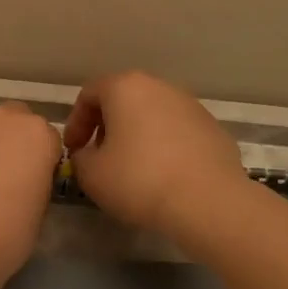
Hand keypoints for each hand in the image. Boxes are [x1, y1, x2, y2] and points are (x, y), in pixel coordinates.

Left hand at [0, 103, 61, 282]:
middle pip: (9, 121)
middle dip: (6, 141)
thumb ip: (35, 178)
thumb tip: (21, 177)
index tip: (27, 182)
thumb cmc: (6, 236)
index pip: (45, 138)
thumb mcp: (39, 207)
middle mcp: (2, 116)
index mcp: (38, 134)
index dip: (36, 160)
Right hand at [62, 71, 245, 236]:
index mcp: (126, 88)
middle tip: (99, 156)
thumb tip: (88, 153)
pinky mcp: (213, 128)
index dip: (75, 122)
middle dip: (107, 126)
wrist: (207, 201)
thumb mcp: (91, 174)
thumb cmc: (139, 180)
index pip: (89, 94)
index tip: (73, 150)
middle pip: (123, 99)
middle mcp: (160, 87)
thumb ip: (80, 157)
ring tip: (131, 167)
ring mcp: (191, 105)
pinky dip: (164, 146)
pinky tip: (163, 175)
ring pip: (153, 114)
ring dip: (136, 135)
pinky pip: (177, 132)